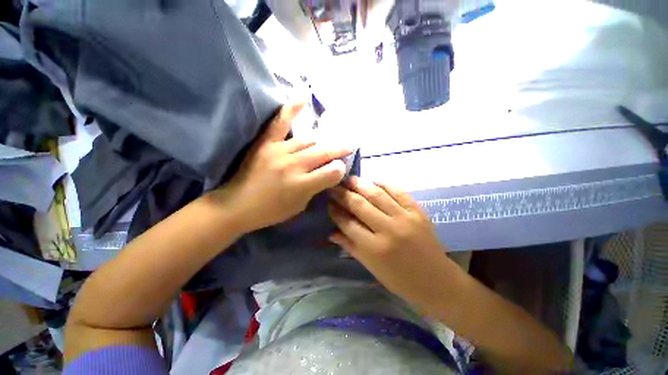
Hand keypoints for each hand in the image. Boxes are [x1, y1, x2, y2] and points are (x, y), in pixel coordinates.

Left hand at [214, 104, 352, 232]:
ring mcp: (279, 151)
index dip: (340, 169)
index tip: (341, 169)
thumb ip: (316, 188)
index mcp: (302, 185)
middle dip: (340, 150)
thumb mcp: (300, 206)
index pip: (332, 171)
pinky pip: (280, 123)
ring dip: (322, 142)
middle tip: (349, 146)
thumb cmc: (271, 211)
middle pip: (324, 152)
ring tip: (329, 142)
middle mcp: (294, 165)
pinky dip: (291, 109)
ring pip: (309, 140)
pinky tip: (303, 97)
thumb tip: (329, 173)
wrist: (236, 206)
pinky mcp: (265, 143)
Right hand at [328, 177, 454, 310]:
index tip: (328, 203)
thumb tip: (331, 232)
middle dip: (342, 194)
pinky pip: (397, 191)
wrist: (437, 281)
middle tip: (333, 187)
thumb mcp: (372, 267)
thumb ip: (350, 246)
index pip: (348, 223)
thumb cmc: (401, 280)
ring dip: (360, 184)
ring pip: (376, 194)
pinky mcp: (418, 211)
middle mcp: (389, 229)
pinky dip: (383, 184)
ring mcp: (405, 217)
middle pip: (360, 205)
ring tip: (348, 179)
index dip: (335, 212)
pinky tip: (373, 181)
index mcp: (375, 248)